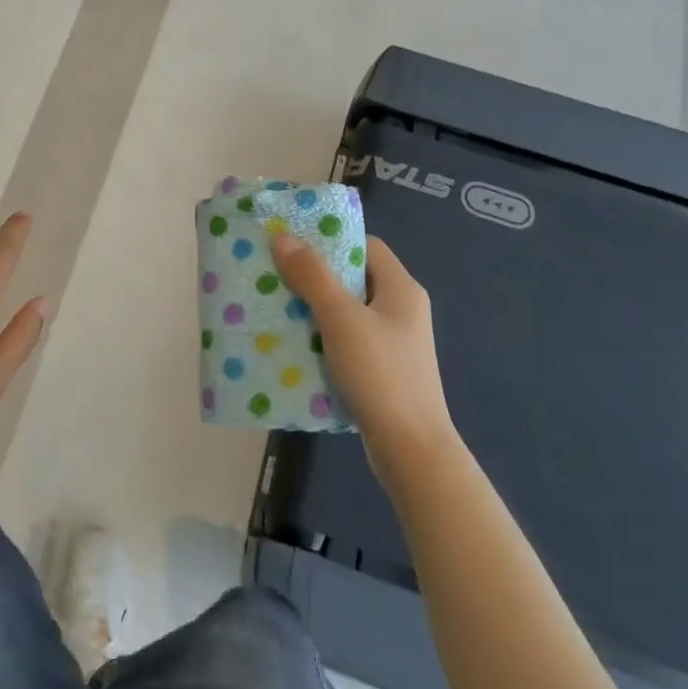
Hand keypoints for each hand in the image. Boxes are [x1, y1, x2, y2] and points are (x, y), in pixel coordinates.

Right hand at [270, 232, 454, 483]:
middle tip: (276, 274)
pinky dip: (322, 338)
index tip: (294, 244)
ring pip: (347, 312)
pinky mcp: (382, 370)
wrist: (411, 449)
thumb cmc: (380, 373)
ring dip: (314, 309)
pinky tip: (295, 345)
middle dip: (314, 276)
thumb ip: (312, 276)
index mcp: (401, 289)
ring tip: (277, 307)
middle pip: (353, 278)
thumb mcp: (341, 318)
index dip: (331, 241)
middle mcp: (401, 310)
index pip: (366, 246)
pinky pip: (347, 341)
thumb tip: (283, 238)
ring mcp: (393, 342)